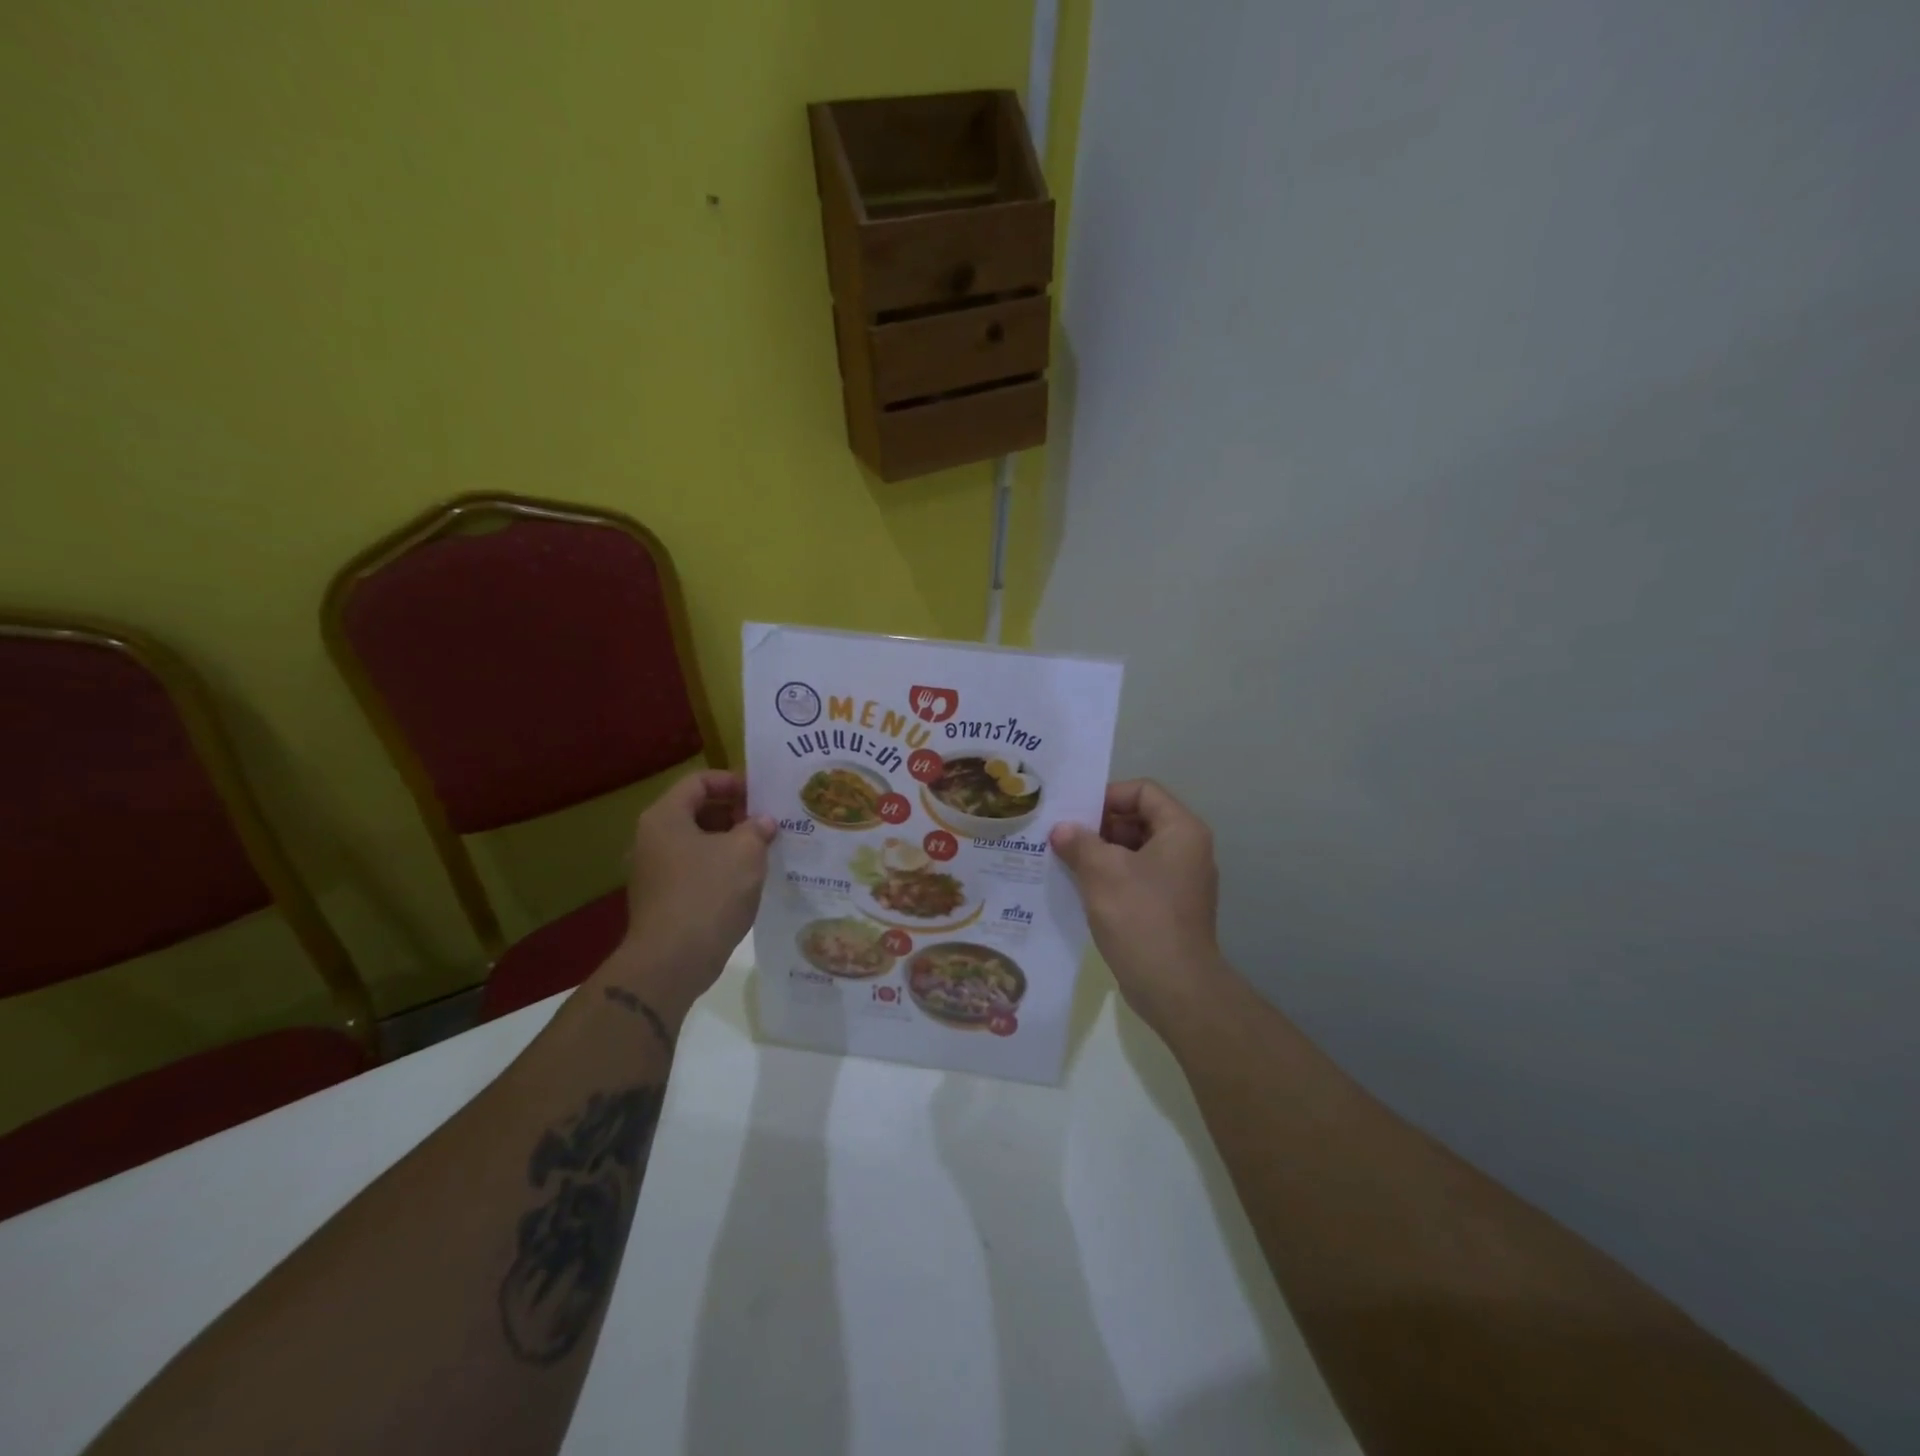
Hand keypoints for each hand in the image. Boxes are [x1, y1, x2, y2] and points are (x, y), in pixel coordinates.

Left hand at [610, 770, 774, 1017]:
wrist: (673, 960)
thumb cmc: (709, 893)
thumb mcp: (745, 852)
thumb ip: (757, 828)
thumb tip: (763, 822)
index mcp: (665, 817)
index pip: (699, 781)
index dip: (732, 781)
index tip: (762, 794)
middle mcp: (652, 838)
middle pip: (696, 810)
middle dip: (735, 812)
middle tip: (768, 822)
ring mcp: (655, 871)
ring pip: (697, 842)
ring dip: (730, 841)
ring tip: (764, 849)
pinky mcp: (663, 898)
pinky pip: (695, 869)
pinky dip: (720, 867)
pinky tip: (747, 879)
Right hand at [1051, 780, 1230, 1031]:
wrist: (1175, 987)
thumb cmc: (1140, 917)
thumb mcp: (1101, 872)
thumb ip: (1079, 842)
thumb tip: (1061, 830)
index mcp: (1181, 830)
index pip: (1143, 791)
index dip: (1107, 795)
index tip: (1074, 813)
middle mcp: (1187, 850)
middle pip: (1139, 819)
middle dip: (1098, 826)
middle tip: (1061, 837)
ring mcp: (1180, 881)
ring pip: (1134, 851)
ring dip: (1100, 853)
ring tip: (1063, 861)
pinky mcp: (1169, 908)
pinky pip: (1136, 878)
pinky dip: (1110, 878)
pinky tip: (1079, 889)